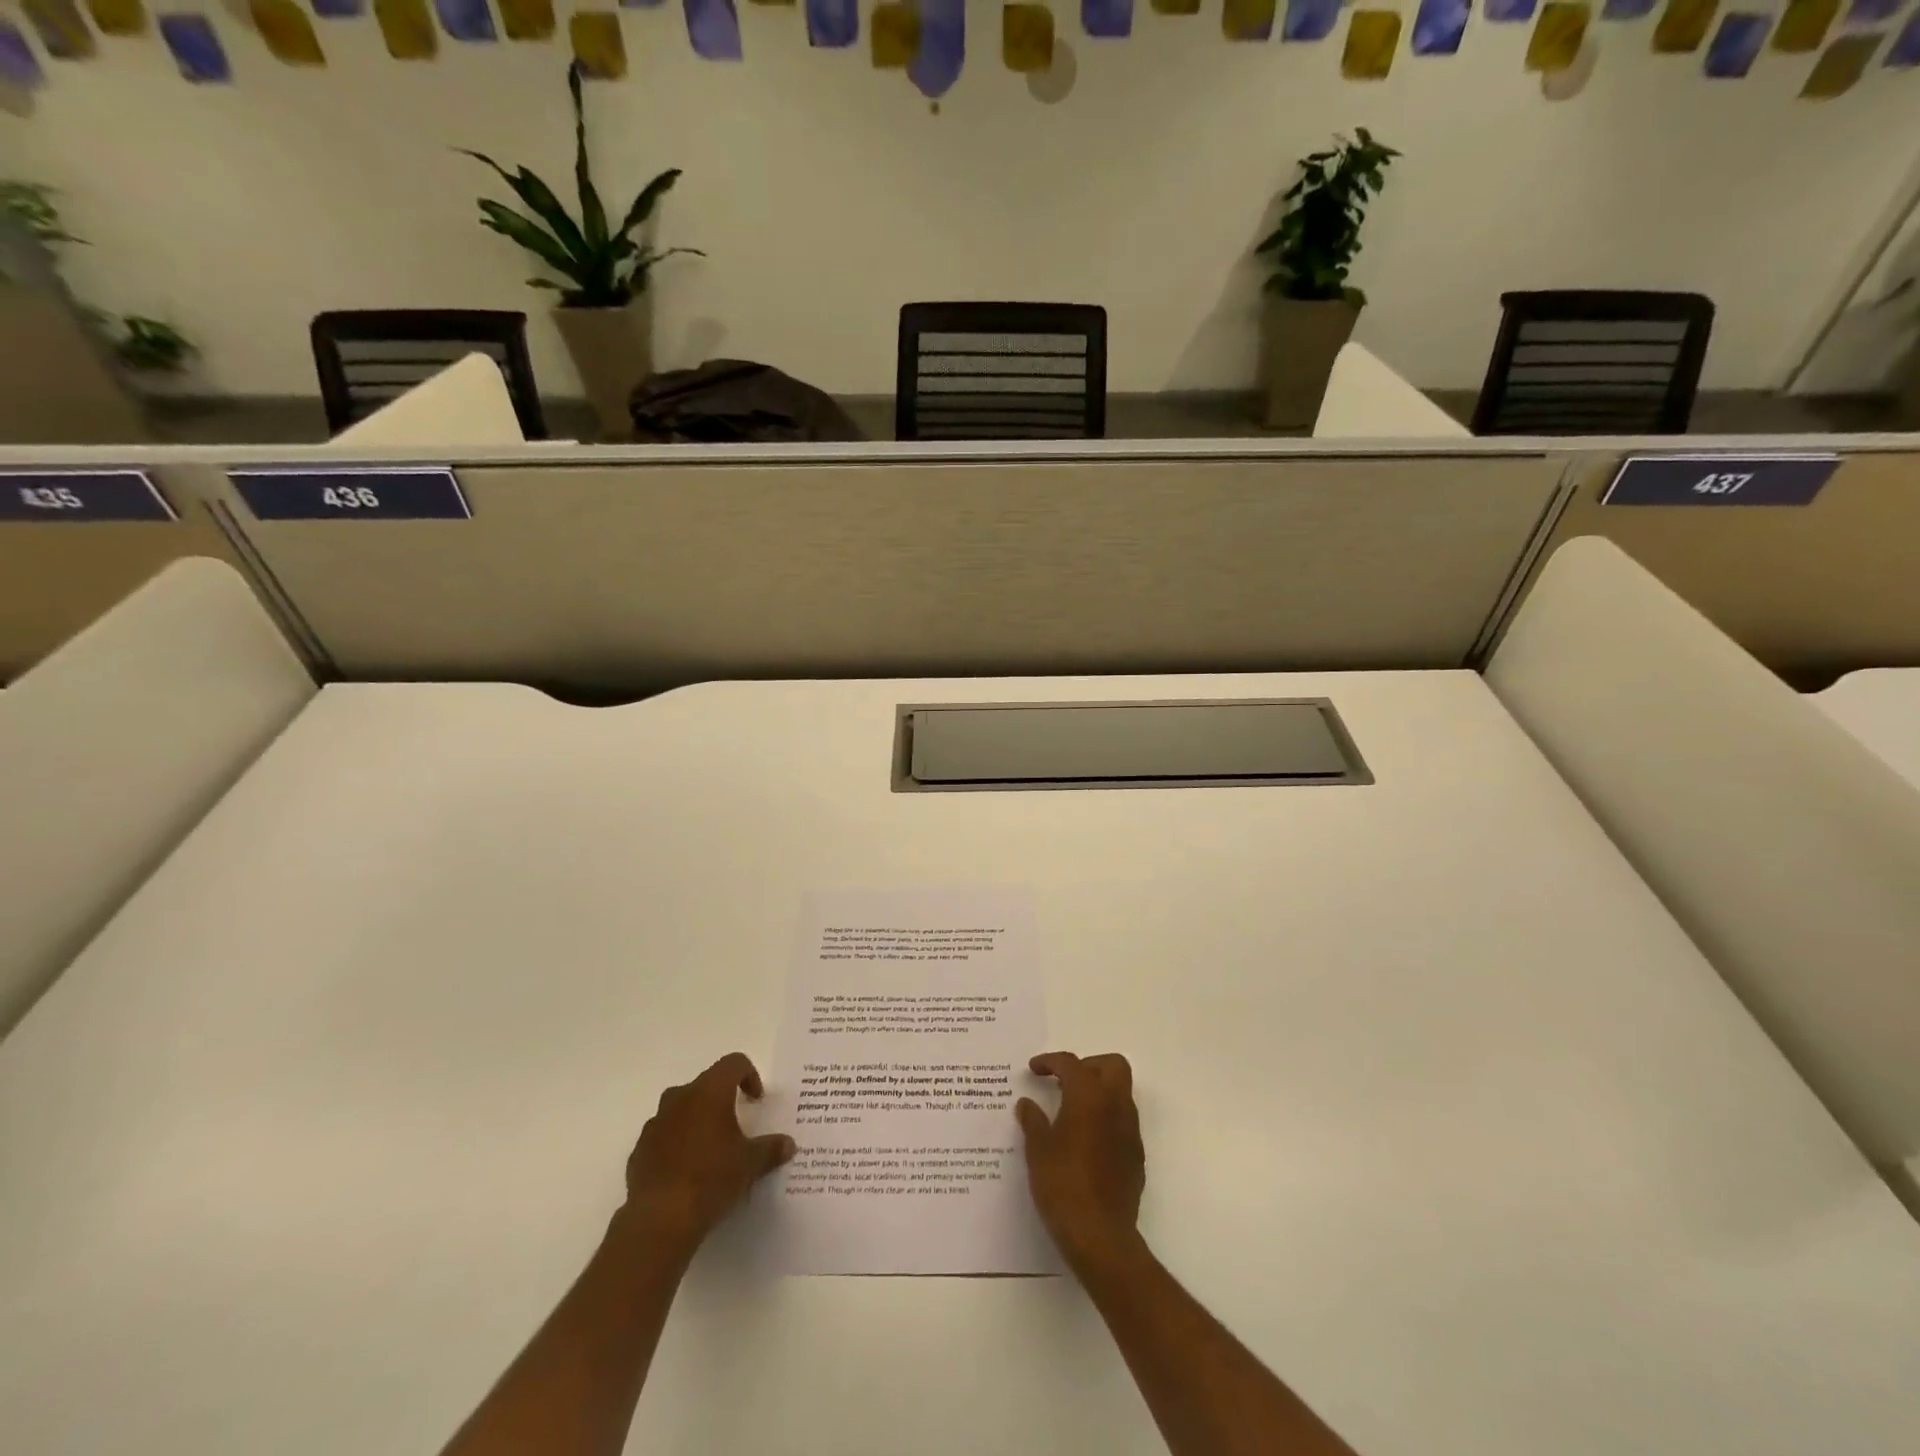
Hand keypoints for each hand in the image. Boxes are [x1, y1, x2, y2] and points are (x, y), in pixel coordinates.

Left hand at [621, 1052, 794, 1254]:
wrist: (660, 1220)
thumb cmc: (712, 1178)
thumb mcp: (750, 1163)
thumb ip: (771, 1148)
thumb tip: (788, 1144)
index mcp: (709, 1092)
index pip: (733, 1063)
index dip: (749, 1075)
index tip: (756, 1101)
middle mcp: (680, 1098)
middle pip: (705, 1084)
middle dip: (721, 1099)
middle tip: (735, 1125)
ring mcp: (655, 1124)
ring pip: (680, 1109)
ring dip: (696, 1121)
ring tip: (710, 1150)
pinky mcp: (639, 1151)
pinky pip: (663, 1137)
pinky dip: (676, 1144)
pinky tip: (686, 1172)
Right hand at [1016, 1051, 1145, 1270]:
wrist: (1101, 1236)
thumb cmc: (1063, 1185)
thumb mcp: (1038, 1150)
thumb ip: (1033, 1121)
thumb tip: (1027, 1104)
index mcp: (1089, 1097)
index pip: (1071, 1063)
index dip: (1050, 1061)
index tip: (1034, 1069)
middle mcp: (1115, 1106)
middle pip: (1111, 1065)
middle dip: (1088, 1065)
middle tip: (1063, 1081)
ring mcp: (1130, 1131)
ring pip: (1121, 1092)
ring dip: (1098, 1090)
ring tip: (1070, 1109)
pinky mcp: (1136, 1155)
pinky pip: (1123, 1120)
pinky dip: (1105, 1116)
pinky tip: (1084, 1139)